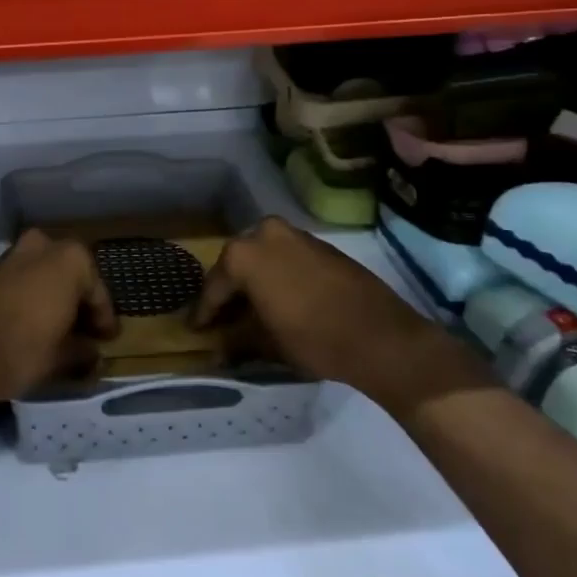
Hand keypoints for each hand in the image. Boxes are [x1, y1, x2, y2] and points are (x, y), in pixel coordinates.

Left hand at [0, 230, 117, 402]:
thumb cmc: (25, 348)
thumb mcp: (64, 355)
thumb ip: (85, 350)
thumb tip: (94, 354)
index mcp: (71, 258)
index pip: (98, 293)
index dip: (104, 320)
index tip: (108, 340)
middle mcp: (45, 245)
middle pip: (72, 277)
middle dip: (79, 302)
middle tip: (86, 332)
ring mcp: (15, 254)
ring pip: (46, 275)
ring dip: (55, 297)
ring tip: (61, 329)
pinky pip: (24, 280)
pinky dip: (34, 297)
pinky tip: (35, 323)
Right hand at [195, 217, 433, 394]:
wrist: (381, 336)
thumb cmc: (314, 338)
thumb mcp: (267, 343)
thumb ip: (237, 337)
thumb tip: (220, 343)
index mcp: (244, 254)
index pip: (214, 286)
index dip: (204, 312)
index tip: (195, 330)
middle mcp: (265, 233)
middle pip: (237, 264)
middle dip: (230, 291)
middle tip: (222, 319)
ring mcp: (296, 235)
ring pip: (263, 257)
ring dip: (255, 281)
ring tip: (251, 311)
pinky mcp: (321, 245)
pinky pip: (287, 258)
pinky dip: (278, 276)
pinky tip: (280, 299)